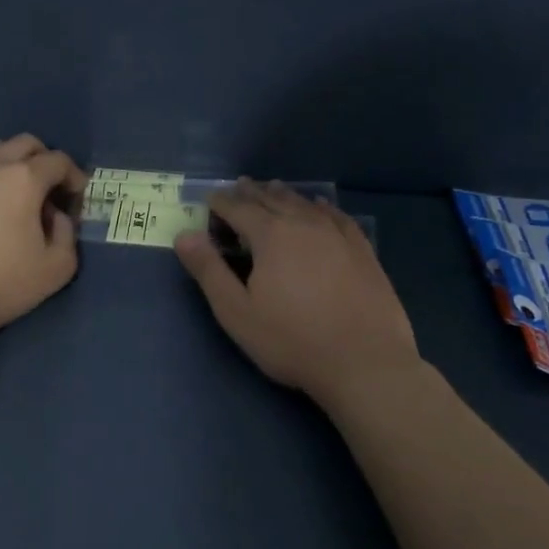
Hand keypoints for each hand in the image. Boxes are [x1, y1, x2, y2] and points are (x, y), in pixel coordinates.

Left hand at [0, 134, 85, 342]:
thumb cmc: (3, 286)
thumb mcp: (57, 268)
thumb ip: (67, 233)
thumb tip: (55, 215)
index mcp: (24, 179)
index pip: (58, 161)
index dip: (73, 175)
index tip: (76, 195)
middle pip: (25, 143)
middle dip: (43, 160)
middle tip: (47, 188)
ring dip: (8, 159)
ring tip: (10, 187)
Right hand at [175, 180, 418, 404]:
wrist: (365, 363)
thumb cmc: (292, 341)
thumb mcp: (236, 312)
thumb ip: (208, 270)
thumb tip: (184, 234)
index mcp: (271, 235)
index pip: (238, 208)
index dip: (220, 201)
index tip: (209, 198)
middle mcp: (304, 224)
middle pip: (272, 199)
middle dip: (251, 192)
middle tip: (238, 185)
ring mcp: (338, 235)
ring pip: (304, 204)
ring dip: (284, 194)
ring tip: (272, 188)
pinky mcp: (362, 251)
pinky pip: (337, 216)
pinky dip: (322, 206)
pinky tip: (320, 206)